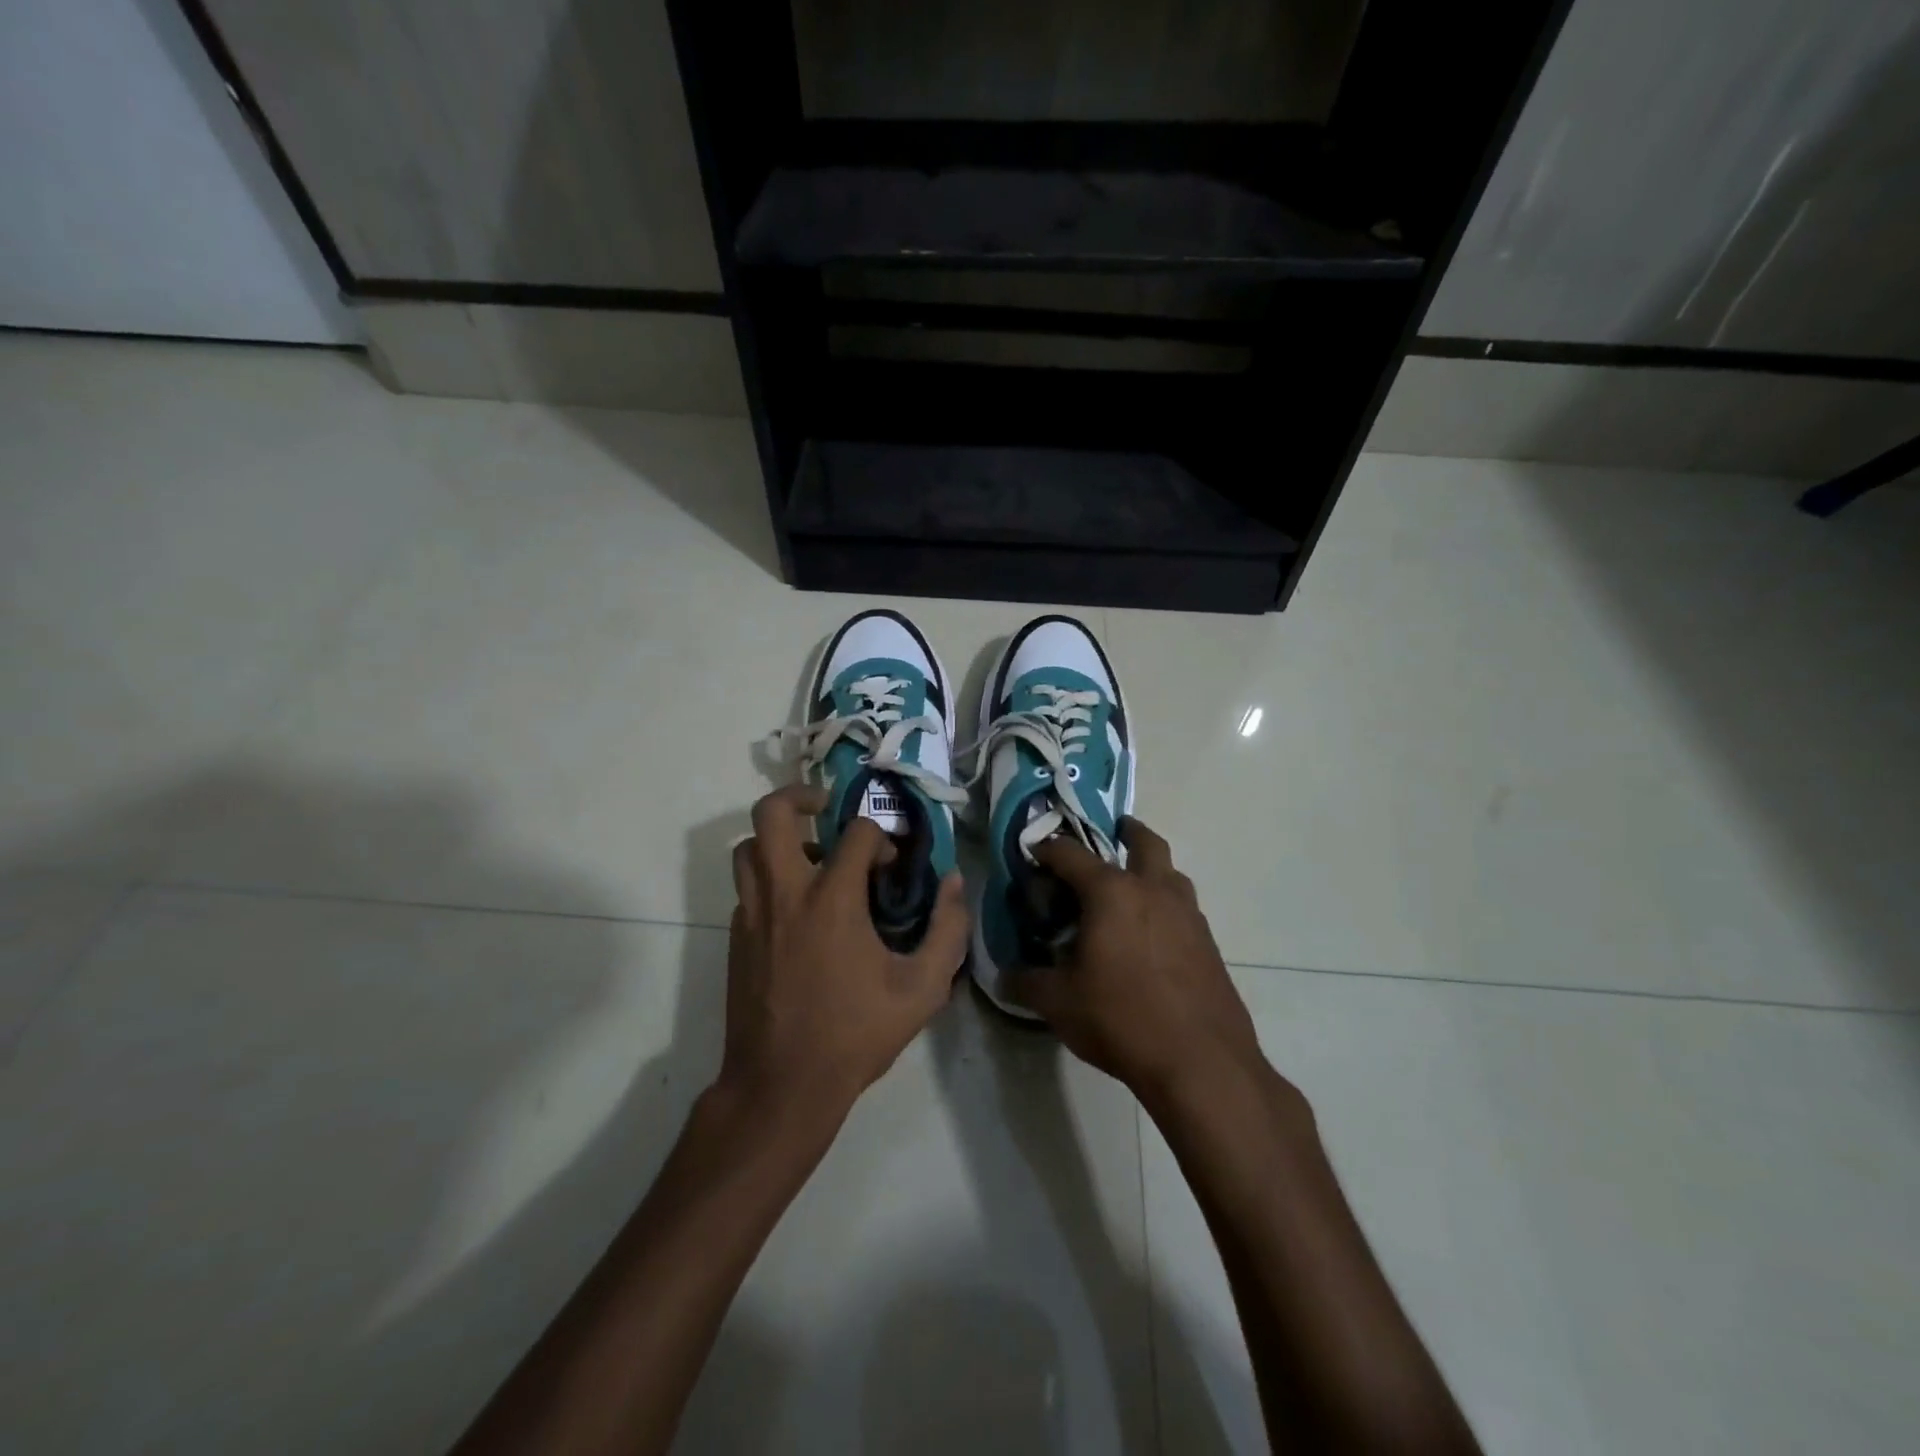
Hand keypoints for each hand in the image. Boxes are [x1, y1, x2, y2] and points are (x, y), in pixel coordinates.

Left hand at [721, 784, 969, 1120]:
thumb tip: (955, 883)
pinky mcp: (735, 937)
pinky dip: (769, 878)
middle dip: (800, 796)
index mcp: (832, 899)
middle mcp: (785, 893)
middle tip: (826, 806)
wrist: (781, 1086)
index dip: (883, 837)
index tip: (894, 864)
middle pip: (772, 814)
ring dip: (779, 838)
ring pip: (748, 847)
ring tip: (811, 858)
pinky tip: (797, 908)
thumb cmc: (855, 1034)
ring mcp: (753, 914)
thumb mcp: (923, 989)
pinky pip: (746, 886)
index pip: (857, 832)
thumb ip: (948, 930)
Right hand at [1012, 818, 1262, 1103]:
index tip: (1033, 853)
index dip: (1047, 849)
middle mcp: (1153, 890)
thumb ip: (1026, 982)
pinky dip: (1165, 905)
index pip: (1070, 854)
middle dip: (1126, 831)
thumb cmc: (1121, 1019)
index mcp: (1112, 892)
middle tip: (1112, 834)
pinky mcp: (1209, 943)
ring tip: (1130, 890)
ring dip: (1151, 869)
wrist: (1201, 1062)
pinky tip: (1152, 936)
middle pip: (1144, 842)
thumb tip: (1004, 977)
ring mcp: (1188, 914)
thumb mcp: (1059, 1002)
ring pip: (1171, 873)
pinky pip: (1183, 907)